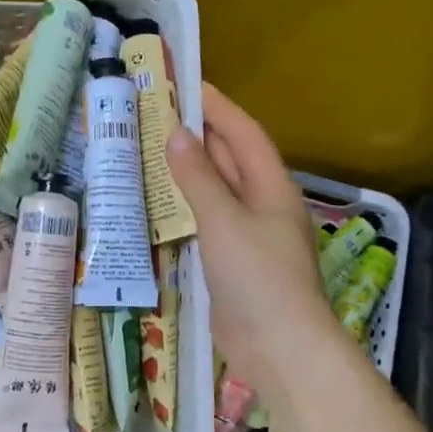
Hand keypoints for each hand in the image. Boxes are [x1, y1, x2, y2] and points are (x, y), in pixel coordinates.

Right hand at [167, 84, 336, 398]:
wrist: (280, 347)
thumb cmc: (258, 277)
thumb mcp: (224, 221)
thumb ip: (199, 179)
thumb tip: (177, 135)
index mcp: (271, 187)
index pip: (244, 134)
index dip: (218, 106)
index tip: (187, 83)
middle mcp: (263, 205)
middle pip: (231, 159)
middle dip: (200, 135)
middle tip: (158, 114)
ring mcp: (249, 235)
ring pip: (218, 191)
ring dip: (191, 171)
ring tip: (152, 150)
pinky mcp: (233, 263)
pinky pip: (208, 222)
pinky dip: (187, 208)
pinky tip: (162, 204)